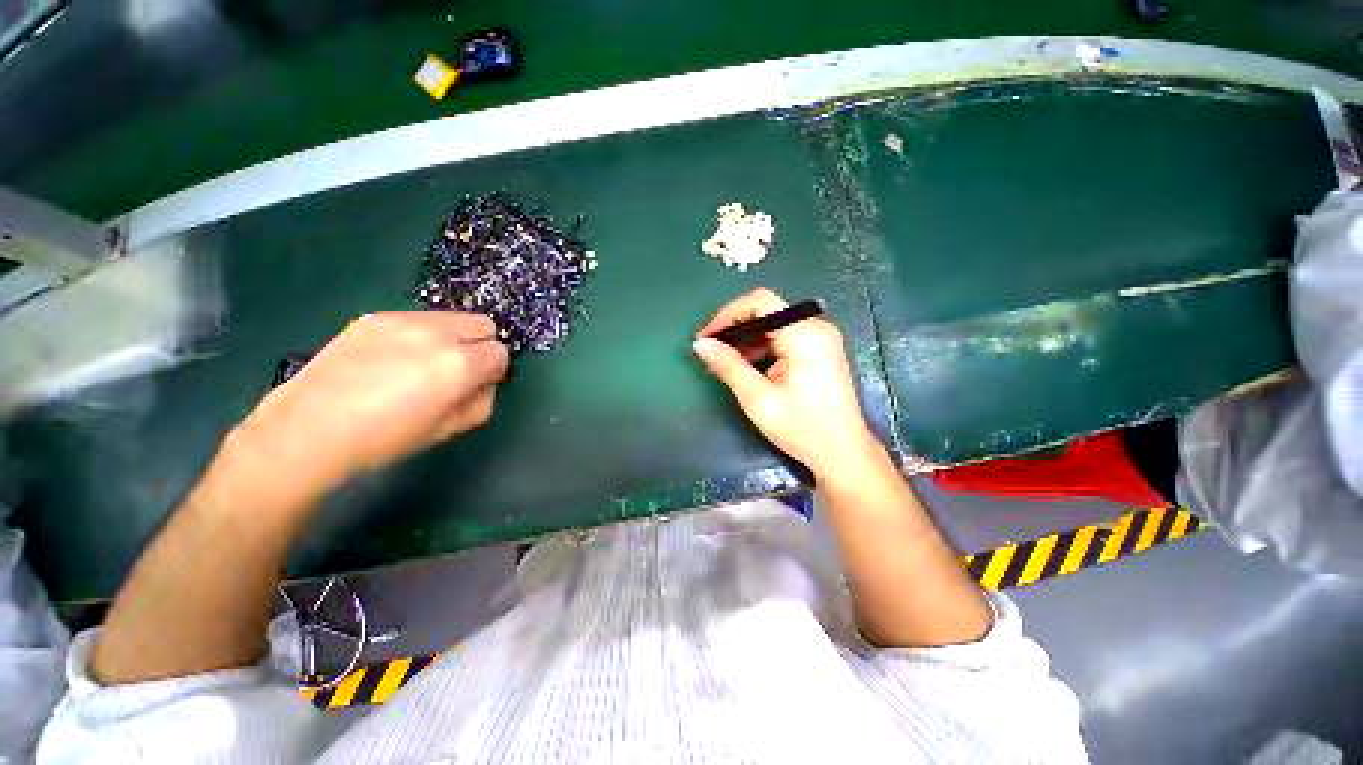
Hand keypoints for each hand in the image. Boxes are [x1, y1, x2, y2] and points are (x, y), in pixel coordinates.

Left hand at [223, 312, 508, 509]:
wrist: (309, 430)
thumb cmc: (385, 439)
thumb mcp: (450, 429)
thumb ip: (482, 401)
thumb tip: (486, 382)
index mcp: (460, 364)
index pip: (501, 352)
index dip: (493, 370)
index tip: (477, 384)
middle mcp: (438, 333)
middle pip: (483, 324)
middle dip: (480, 345)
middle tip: (458, 370)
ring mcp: (404, 319)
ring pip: (452, 317)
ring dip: (452, 337)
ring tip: (422, 364)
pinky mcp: (376, 316)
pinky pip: (419, 319)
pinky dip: (421, 334)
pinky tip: (394, 359)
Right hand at [693, 288, 876, 477]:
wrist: (843, 453)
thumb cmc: (803, 429)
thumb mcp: (759, 400)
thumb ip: (729, 366)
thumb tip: (701, 343)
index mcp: (805, 335)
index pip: (761, 302)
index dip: (728, 313)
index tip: (706, 336)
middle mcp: (816, 327)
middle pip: (767, 310)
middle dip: (735, 328)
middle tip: (711, 351)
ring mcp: (820, 337)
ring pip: (773, 323)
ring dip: (746, 339)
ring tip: (723, 363)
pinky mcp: (819, 349)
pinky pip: (783, 336)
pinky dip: (761, 347)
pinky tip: (746, 367)